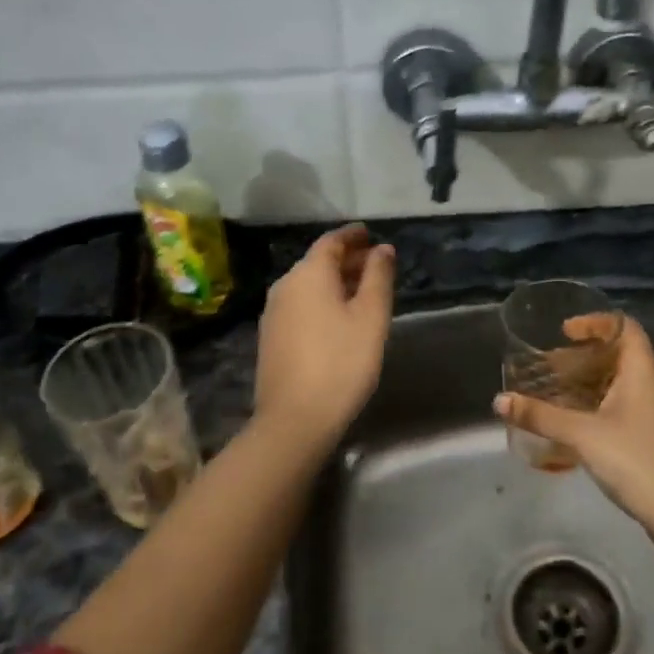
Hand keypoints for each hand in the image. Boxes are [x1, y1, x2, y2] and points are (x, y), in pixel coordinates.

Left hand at [253, 224, 394, 446]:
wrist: (295, 419)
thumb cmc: (341, 362)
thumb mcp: (371, 317)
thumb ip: (378, 277)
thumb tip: (383, 249)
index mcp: (308, 274)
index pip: (331, 241)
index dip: (353, 236)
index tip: (371, 235)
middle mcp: (284, 286)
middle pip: (317, 262)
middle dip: (347, 259)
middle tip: (375, 265)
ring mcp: (273, 313)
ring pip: (308, 285)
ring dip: (334, 282)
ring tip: (362, 292)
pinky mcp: (271, 337)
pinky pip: (299, 305)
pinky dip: (321, 301)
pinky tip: (338, 318)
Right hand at [495, 316, 653, 546]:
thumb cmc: (637, 461)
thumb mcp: (582, 436)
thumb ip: (540, 416)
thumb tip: (499, 401)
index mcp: (645, 370)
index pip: (624, 326)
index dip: (594, 322)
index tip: (564, 332)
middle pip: (623, 354)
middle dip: (586, 358)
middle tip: (553, 369)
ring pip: (629, 382)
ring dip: (596, 383)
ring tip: (563, 396)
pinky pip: (636, 404)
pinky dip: (609, 403)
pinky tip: (587, 426)